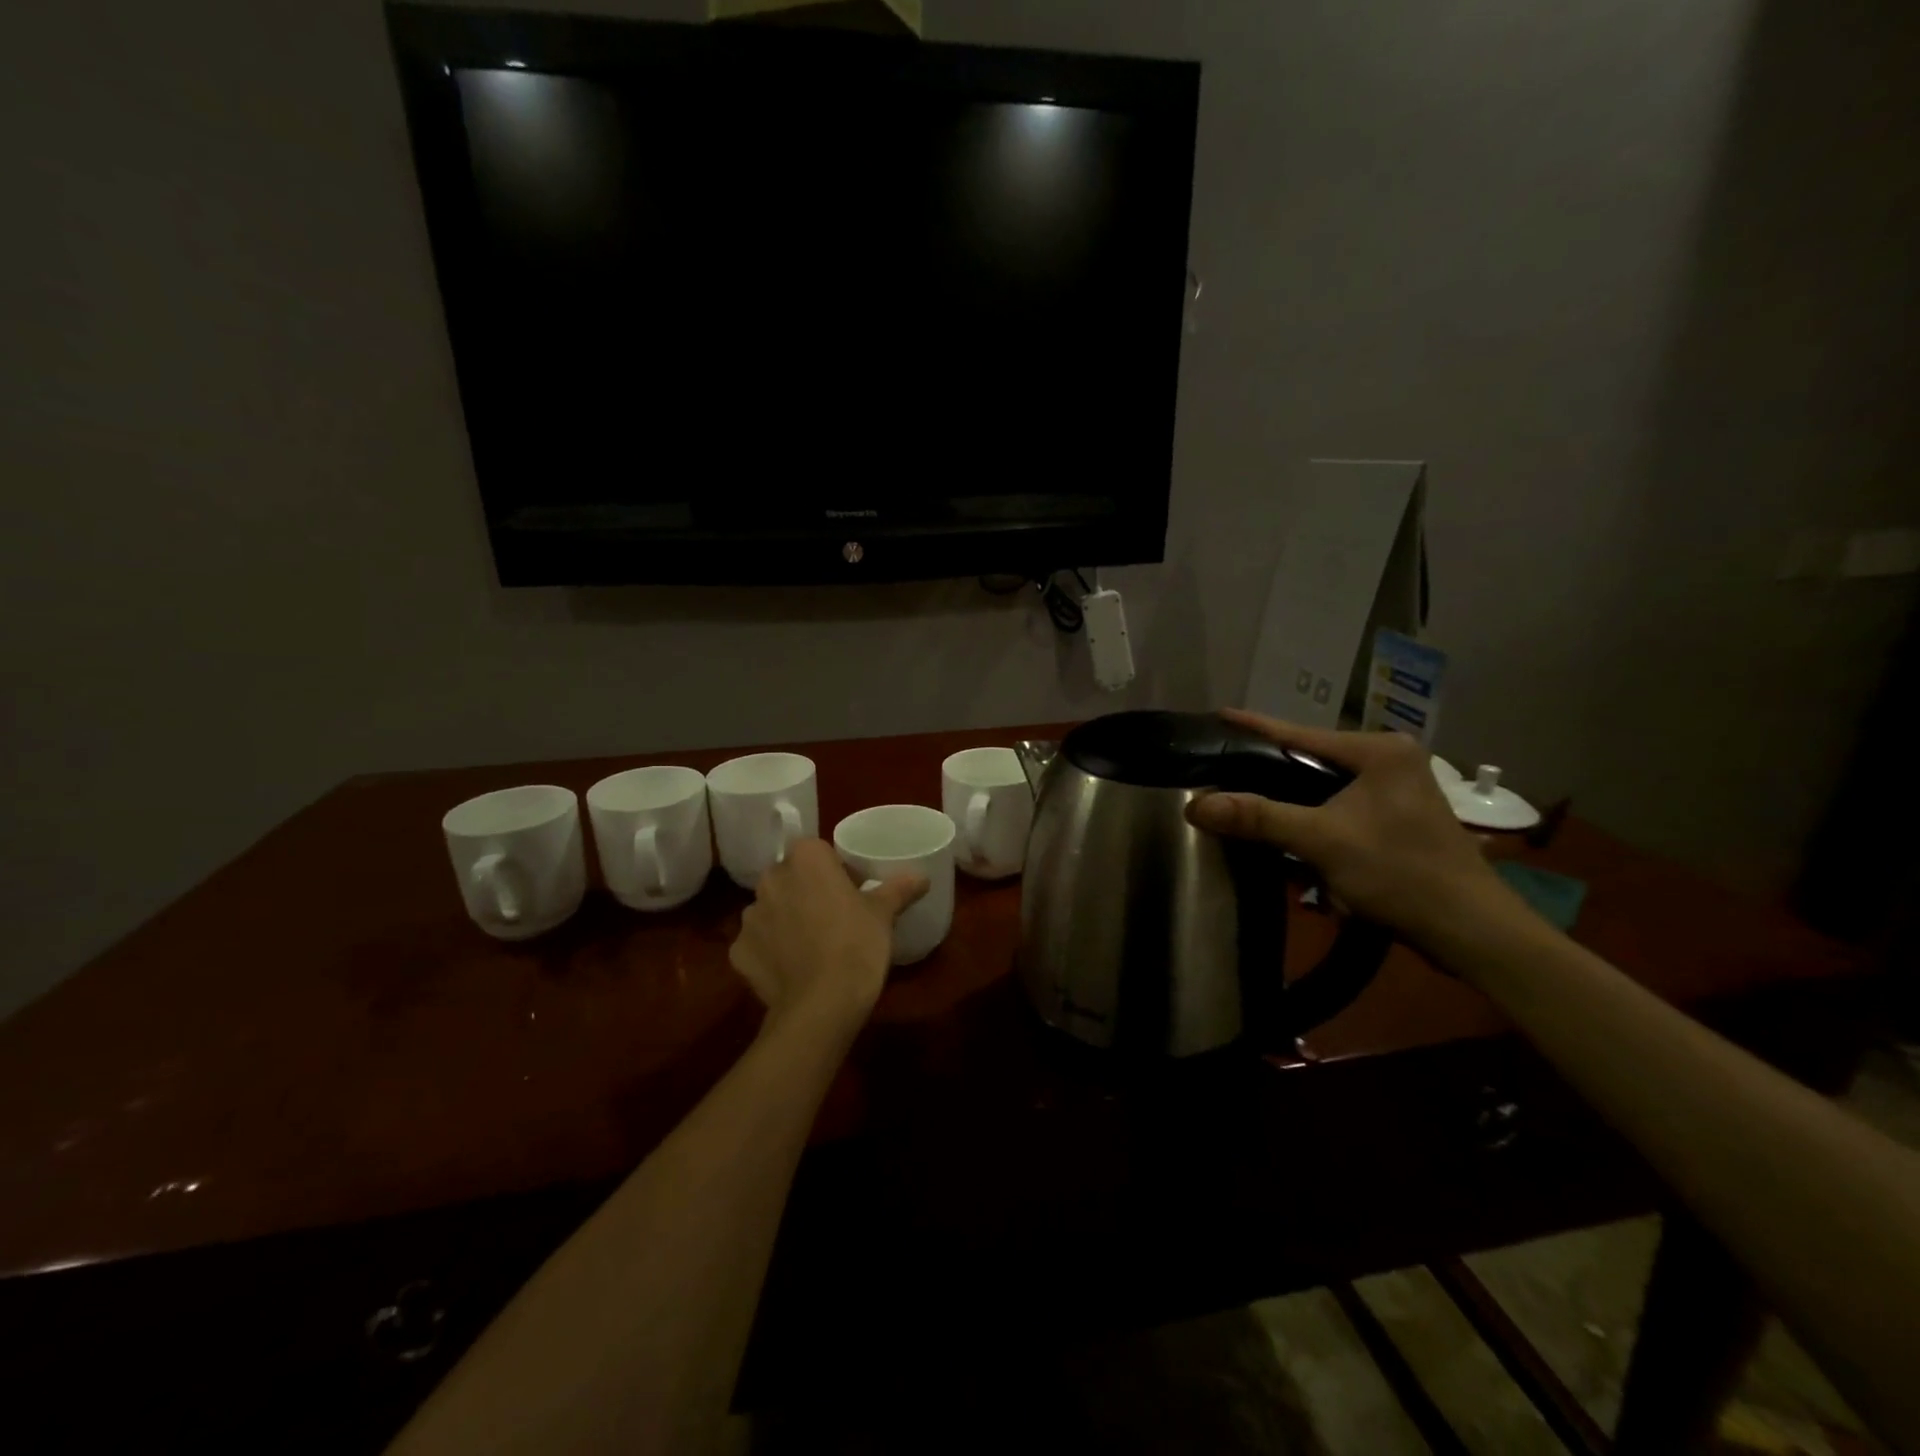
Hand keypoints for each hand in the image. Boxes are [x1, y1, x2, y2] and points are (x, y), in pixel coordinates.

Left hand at [728, 838, 928, 1036]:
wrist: (822, 1005)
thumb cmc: (857, 945)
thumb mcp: (883, 914)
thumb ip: (899, 889)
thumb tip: (922, 877)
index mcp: (805, 859)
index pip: (817, 851)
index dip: (834, 869)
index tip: (851, 891)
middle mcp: (771, 880)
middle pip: (789, 877)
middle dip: (806, 890)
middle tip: (832, 916)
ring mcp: (750, 917)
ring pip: (770, 909)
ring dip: (785, 919)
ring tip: (810, 945)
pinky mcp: (738, 951)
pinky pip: (756, 942)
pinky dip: (769, 951)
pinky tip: (790, 968)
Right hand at [1185, 709, 1513, 951]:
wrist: (1470, 930)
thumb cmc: (1399, 872)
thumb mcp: (1321, 841)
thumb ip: (1258, 818)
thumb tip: (1194, 806)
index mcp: (1378, 751)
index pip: (1300, 734)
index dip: (1254, 726)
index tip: (1217, 714)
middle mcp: (1390, 760)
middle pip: (1310, 759)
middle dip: (1268, 769)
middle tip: (1222, 768)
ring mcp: (1397, 790)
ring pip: (1323, 786)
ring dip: (1289, 801)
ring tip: (1245, 800)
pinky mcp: (1397, 818)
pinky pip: (1338, 808)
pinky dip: (1312, 819)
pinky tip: (1286, 833)